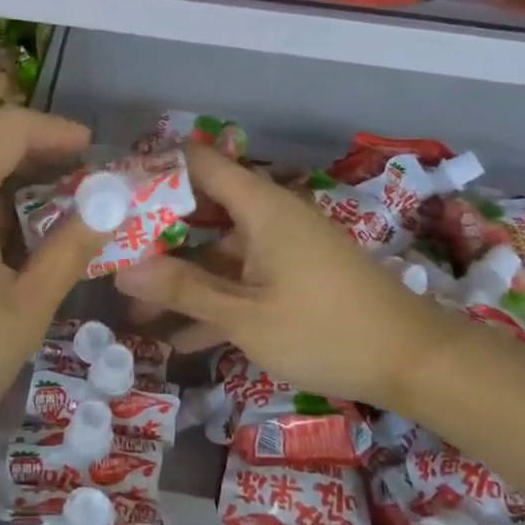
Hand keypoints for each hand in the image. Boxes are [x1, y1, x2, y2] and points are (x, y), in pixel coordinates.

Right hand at [114, 145, 466, 413]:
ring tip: (133, 312)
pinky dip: (214, 300)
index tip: (112, 196)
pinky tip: (178, 339)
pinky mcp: (294, 277)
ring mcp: (283, 248)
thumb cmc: (324, 329)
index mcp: (260, 206)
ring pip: (218, 252)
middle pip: (202, 210)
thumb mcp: (245, 315)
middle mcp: (269, 216)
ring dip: (180, 279)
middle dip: (156, 237)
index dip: (154, 172)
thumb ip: (182, 290)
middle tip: (111, 257)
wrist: (413, 360)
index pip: (198, 164)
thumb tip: (122, 271)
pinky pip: (243, 278)